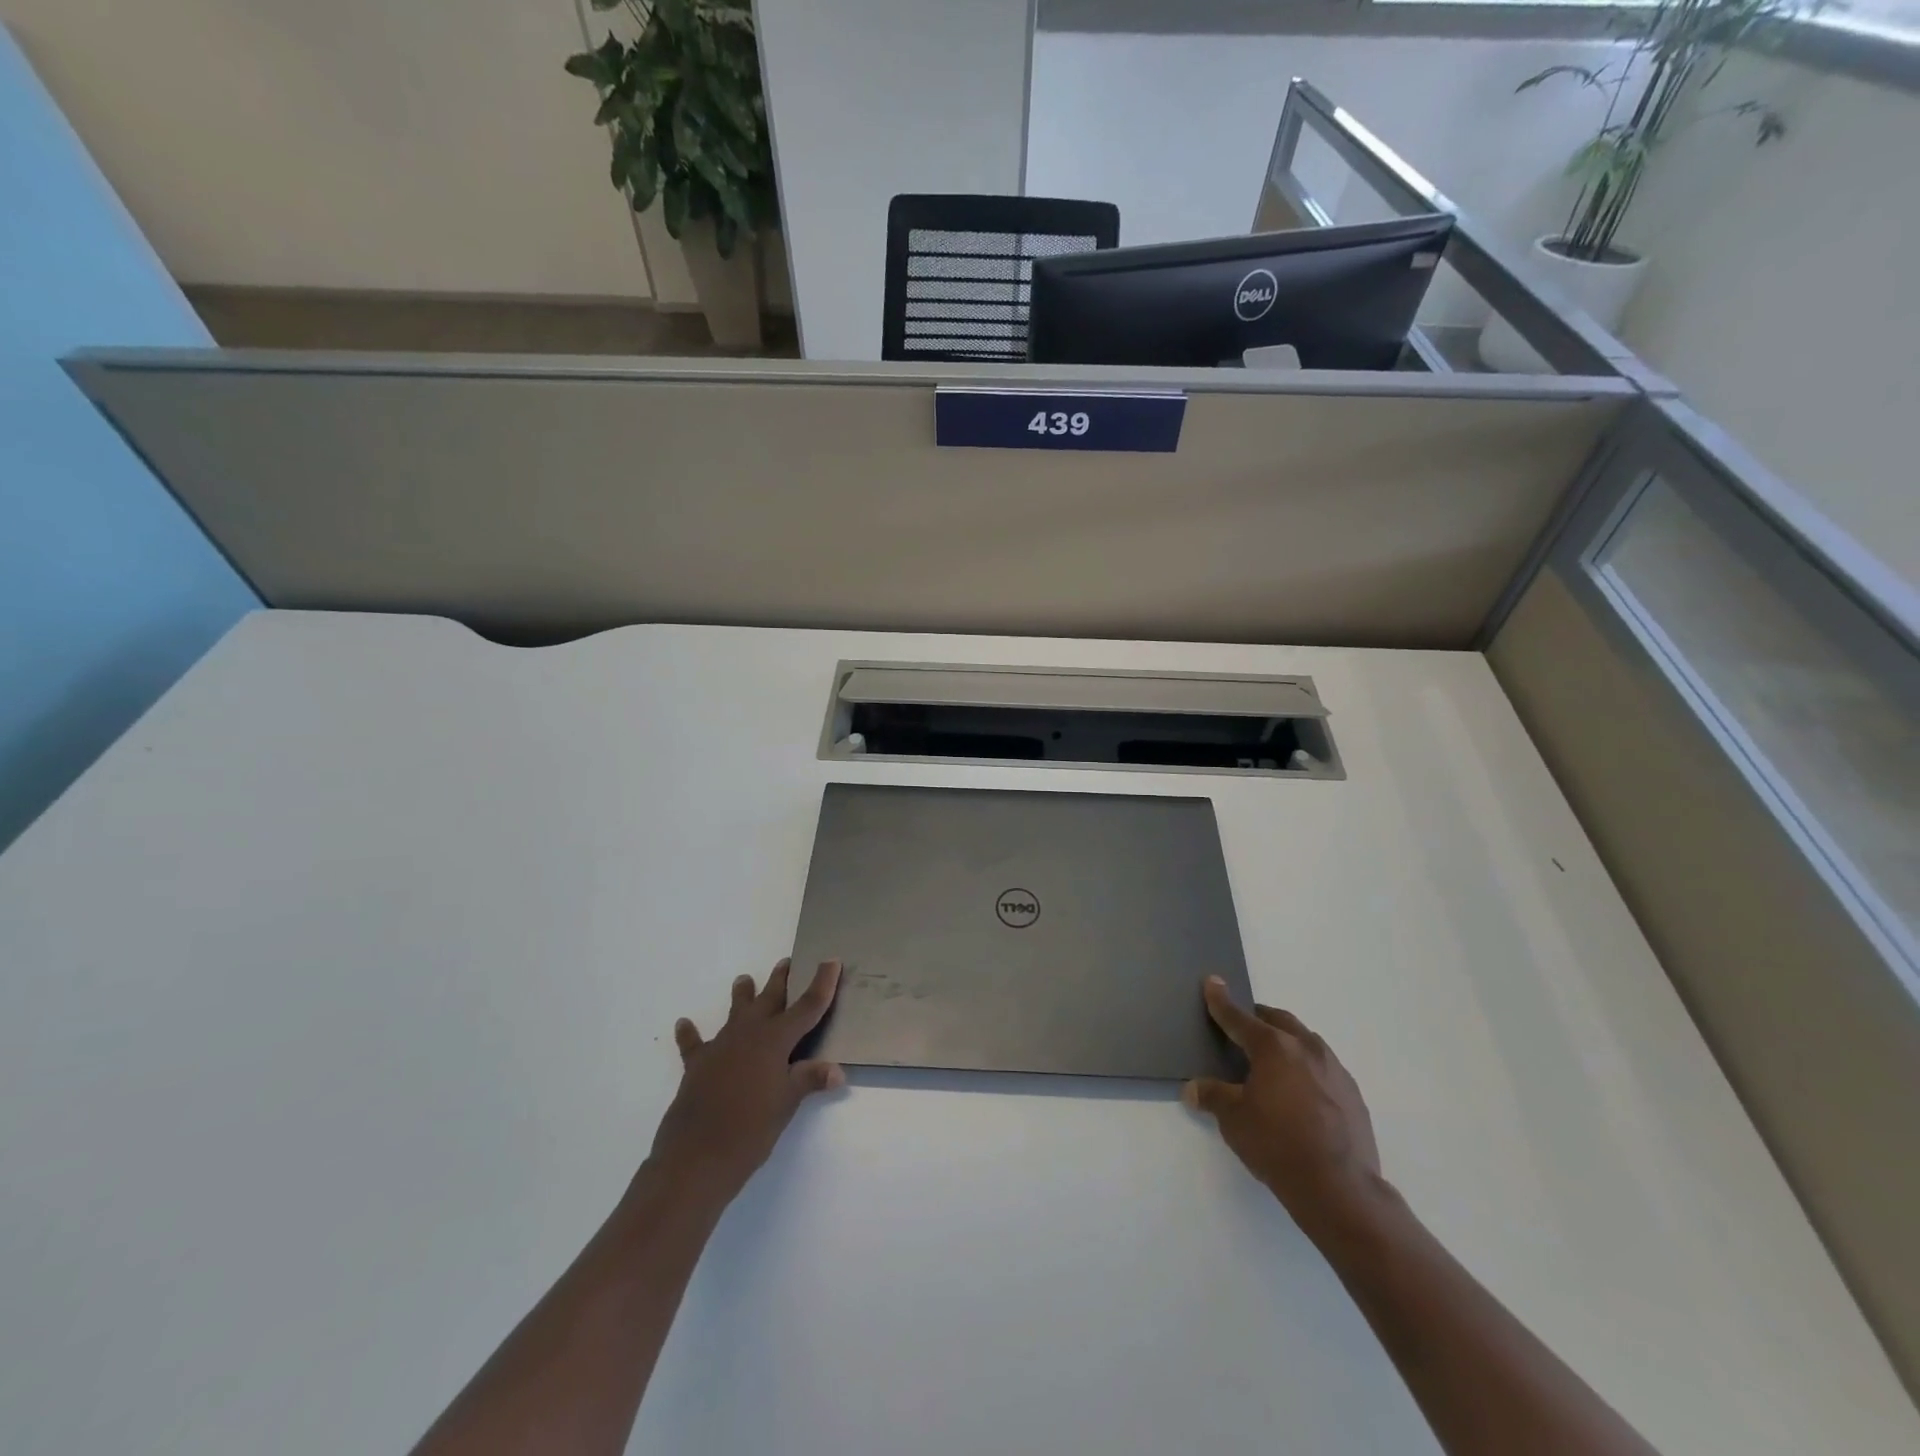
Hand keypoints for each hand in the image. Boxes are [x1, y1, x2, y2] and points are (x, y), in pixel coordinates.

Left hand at [646, 959, 844, 1206]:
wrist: (696, 1157)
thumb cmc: (750, 1129)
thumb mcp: (787, 1104)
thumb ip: (809, 1080)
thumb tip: (837, 1071)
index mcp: (775, 1040)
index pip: (806, 1006)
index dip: (821, 983)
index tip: (831, 960)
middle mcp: (748, 1034)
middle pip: (769, 1000)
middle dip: (780, 980)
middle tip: (787, 962)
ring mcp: (720, 1047)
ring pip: (735, 1013)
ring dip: (742, 996)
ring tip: (744, 980)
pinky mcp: (697, 1065)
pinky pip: (694, 1043)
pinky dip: (690, 1034)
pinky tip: (684, 1024)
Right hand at [1182, 977, 1383, 1230]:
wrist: (1340, 1189)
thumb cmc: (1277, 1145)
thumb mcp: (1233, 1119)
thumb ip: (1212, 1096)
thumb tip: (1193, 1088)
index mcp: (1273, 1047)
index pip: (1238, 1017)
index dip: (1221, 1000)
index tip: (1213, 982)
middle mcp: (1306, 1047)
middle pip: (1277, 1020)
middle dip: (1258, 1019)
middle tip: (1242, 1027)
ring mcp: (1334, 1069)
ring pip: (1305, 1040)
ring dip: (1286, 1041)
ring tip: (1273, 1061)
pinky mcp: (1353, 1093)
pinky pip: (1324, 1066)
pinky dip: (1307, 1067)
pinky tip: (1301, 1092)